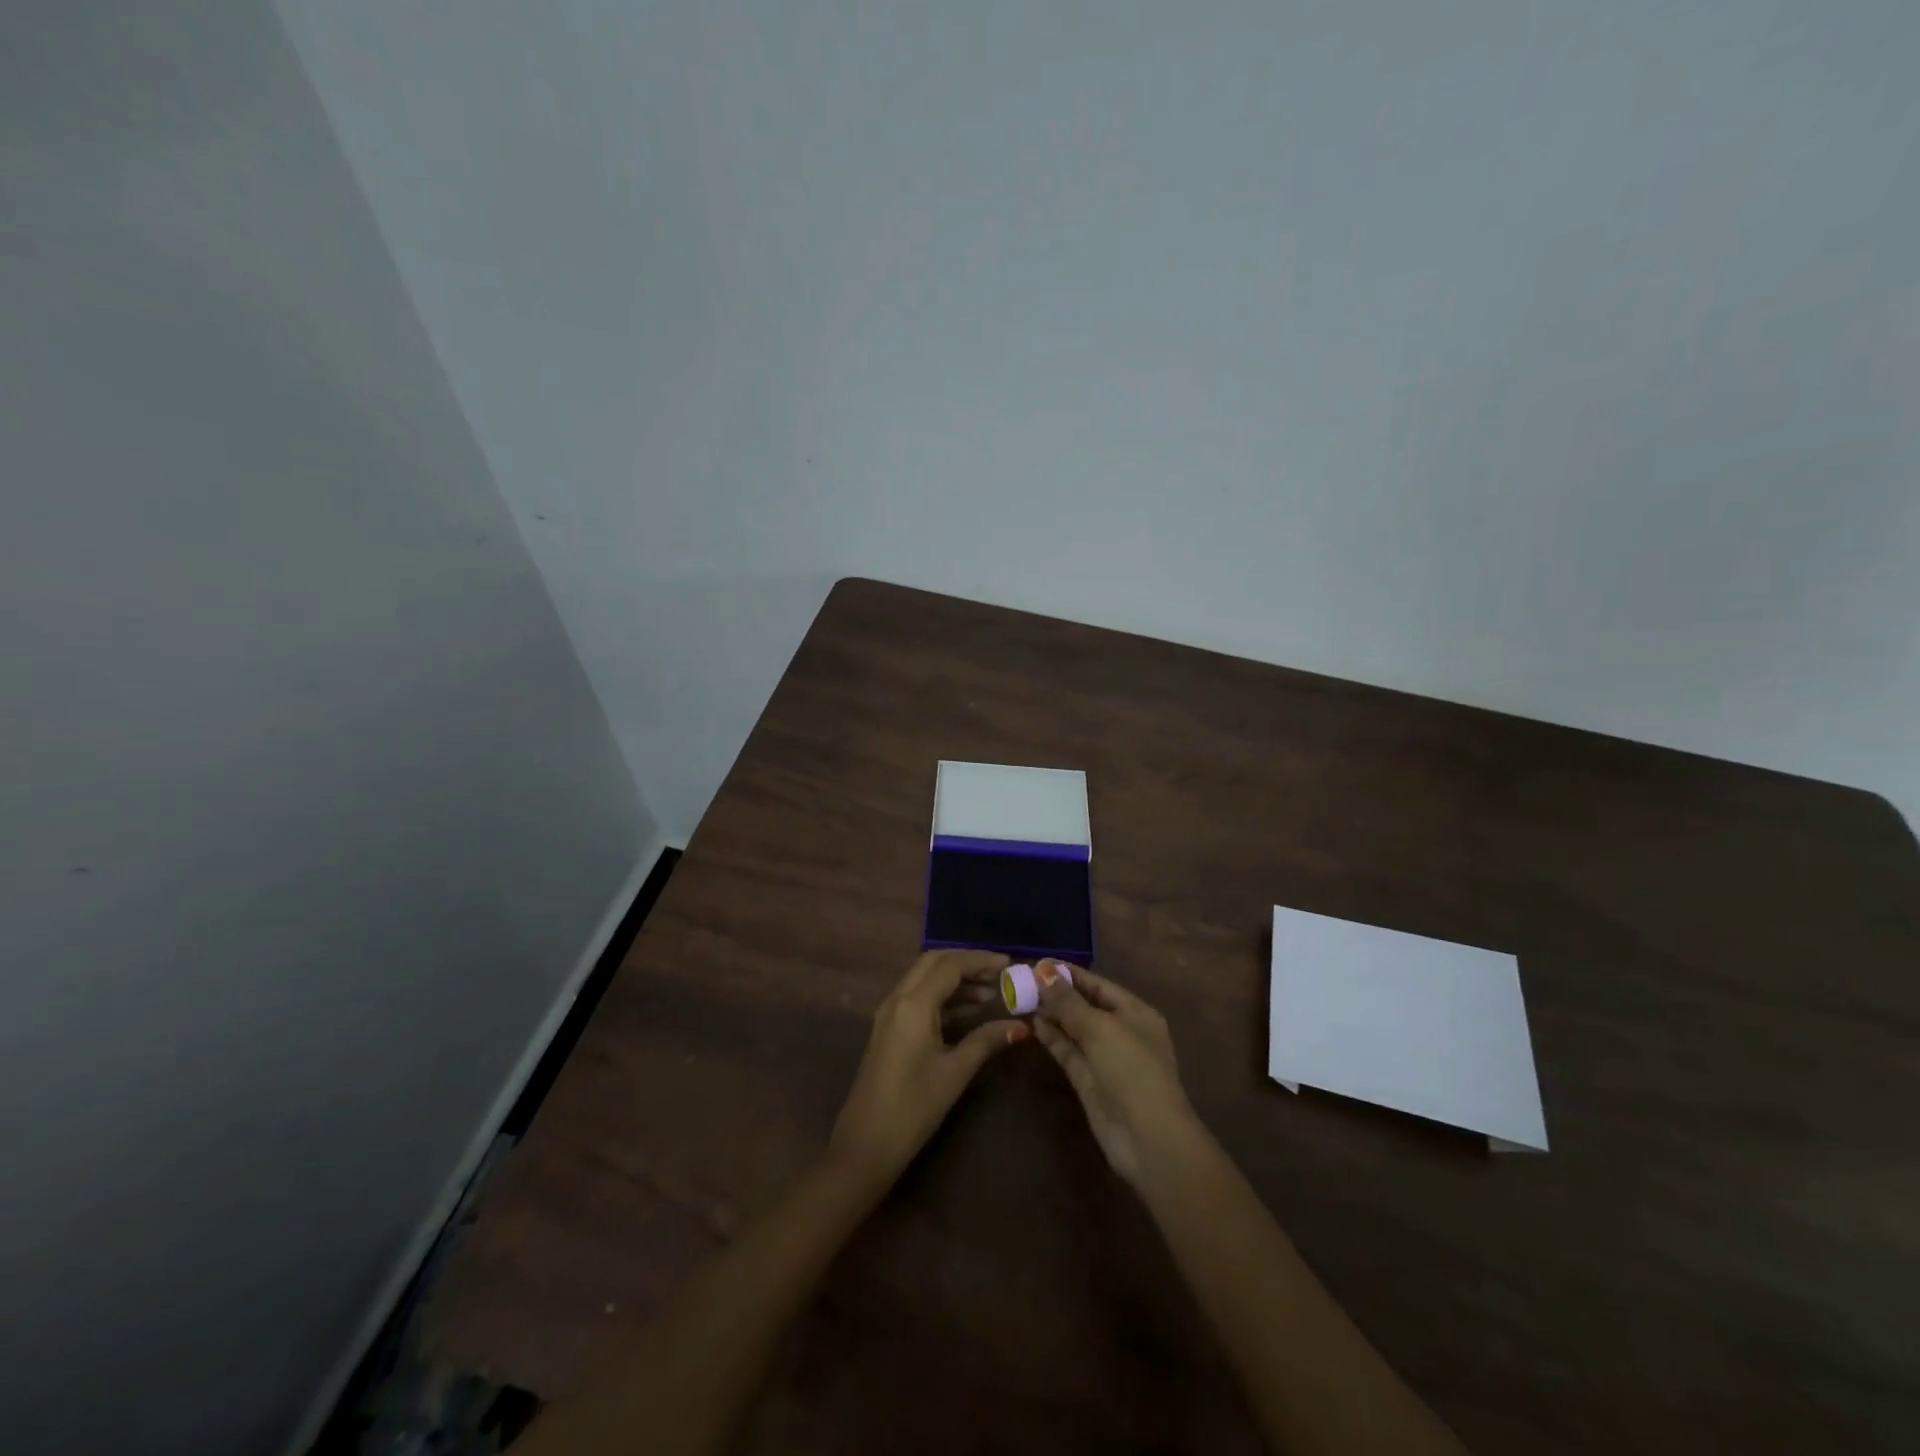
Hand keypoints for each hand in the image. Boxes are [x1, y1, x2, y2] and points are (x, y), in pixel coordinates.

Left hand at [828, 950, 1028, 1185]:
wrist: (865, 1144)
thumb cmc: (914, 1107)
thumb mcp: (955, 1072)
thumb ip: (986, 1041)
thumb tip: (1020, 1027)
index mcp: (913, 1003)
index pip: (950, 965)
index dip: (981, 960)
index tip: (1009, 964)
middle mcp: (897, 999)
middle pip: (934, 963)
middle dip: (966, 963)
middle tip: (998, 975)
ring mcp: (889, 1013)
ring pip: (924, 979)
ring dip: (955, 980)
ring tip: (990, 995)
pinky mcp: (888, 1029)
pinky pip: (917, 998)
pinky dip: (942, 997)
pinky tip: (967, 1013)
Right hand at [1031, 960, 1196, 1187]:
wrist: (1147, 1137)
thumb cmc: (1131, 1069)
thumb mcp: (1100, 1027)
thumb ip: (1069, 1001)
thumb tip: (1044, 972)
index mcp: (1136, 1013)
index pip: (1099, 984)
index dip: (1070, 973)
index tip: (1039, 963)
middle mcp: (1122, 1032)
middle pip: (1085, 1005)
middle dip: (1057, 993)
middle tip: (1023, 980)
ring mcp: (1105, 1058)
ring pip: (1074, 1029)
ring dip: (1052, 1015)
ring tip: (1022, 999)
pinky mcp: (1089, 1081)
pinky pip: (1069, 1052)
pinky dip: (1052, 1038)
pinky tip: (1033, 1024)